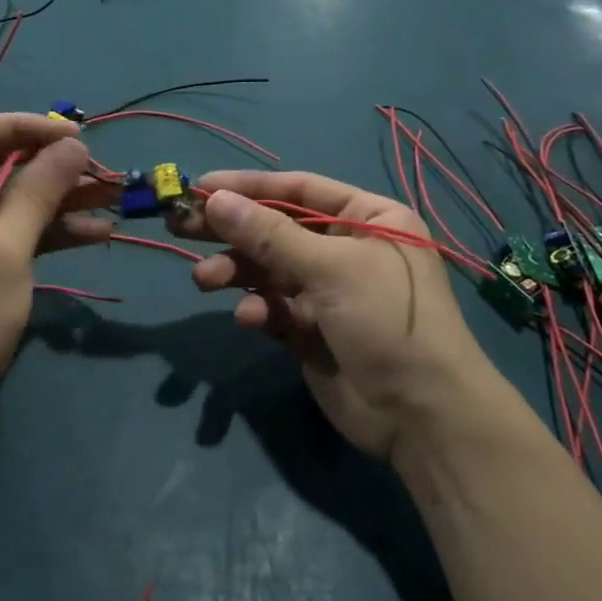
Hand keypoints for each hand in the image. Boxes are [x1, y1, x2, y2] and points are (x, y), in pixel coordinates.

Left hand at [0, 114, 112, 436]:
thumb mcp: (1, 253)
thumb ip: (38, 192)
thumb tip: (74, 145)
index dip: (27, 129)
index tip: (79, 136)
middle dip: (48, 166)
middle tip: (98, 169)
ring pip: (5, 201)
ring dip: (56, 199)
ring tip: (110, 196)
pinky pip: (6, 233)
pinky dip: (45, 232)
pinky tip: (94, 231)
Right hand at [172, 171, 522, 462]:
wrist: (421, 415)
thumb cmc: (387, 319)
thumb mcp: (331, 268)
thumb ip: (269, 235)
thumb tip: (214, 198)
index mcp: (368, 218)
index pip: (299, 191)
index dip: (249, 187)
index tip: (200, 186)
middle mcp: (347, 248)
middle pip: (276, 229)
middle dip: (231, 229)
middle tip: (180, 226)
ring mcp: (328, 291)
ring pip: (269, 270)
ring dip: (236, 272)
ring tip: (205, 281)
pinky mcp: (311, 330)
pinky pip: (274, 308)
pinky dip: (258, 310)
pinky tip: (251, 319)